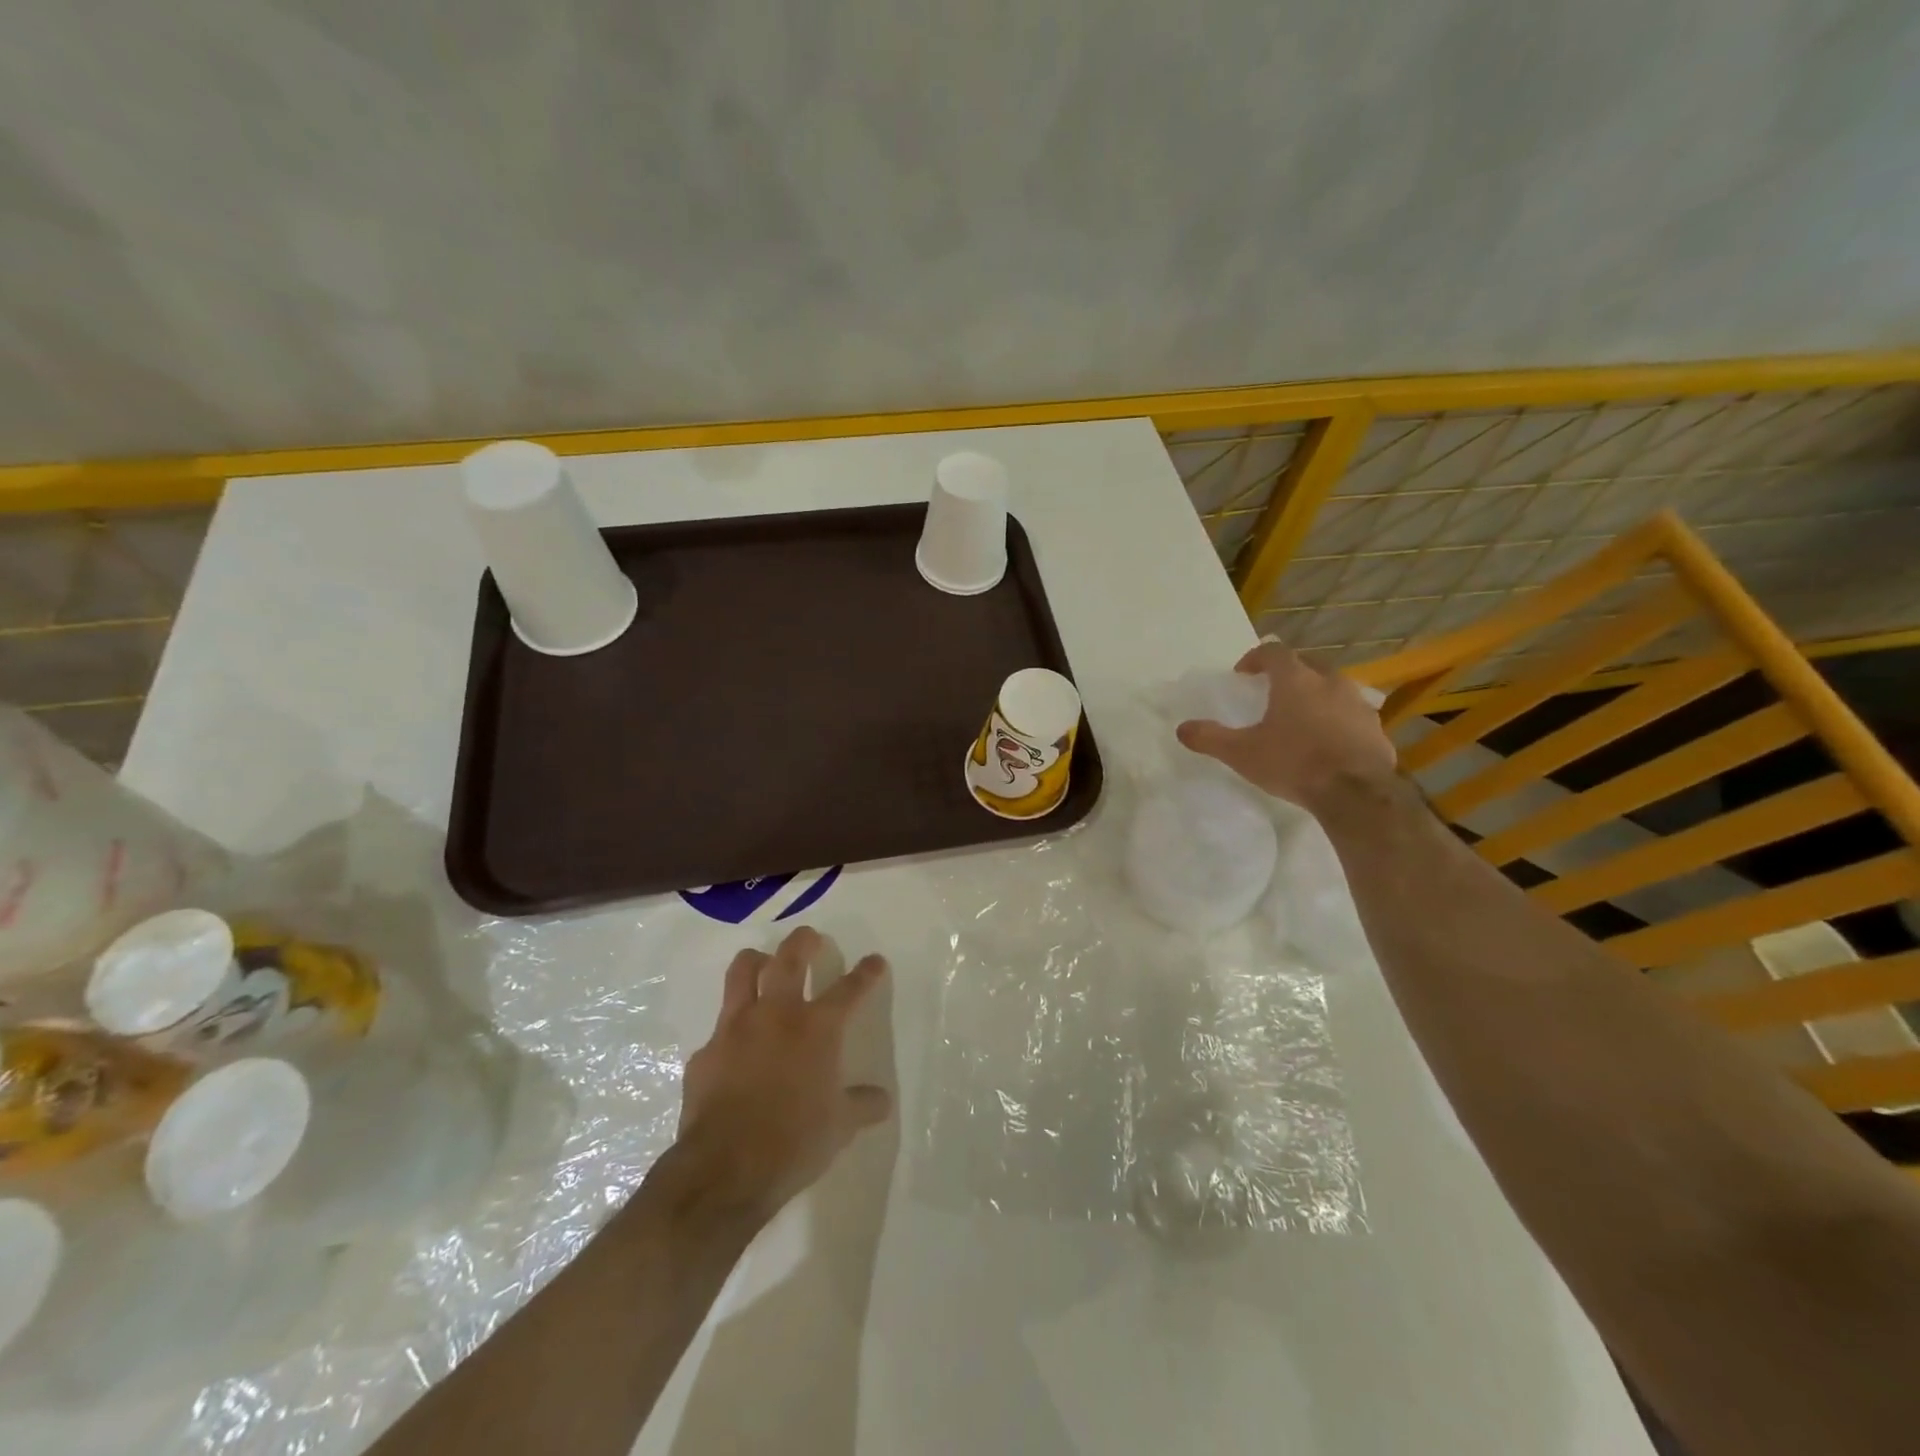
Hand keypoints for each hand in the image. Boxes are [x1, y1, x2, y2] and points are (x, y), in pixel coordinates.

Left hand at [673, 926, 891, 1225]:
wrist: (724, 1170)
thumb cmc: (794, 1142)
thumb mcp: (840, 1127)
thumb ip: (861, 1105)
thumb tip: (881, 1100)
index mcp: (817, 1028)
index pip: (849, 989)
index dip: (865, 972)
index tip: (874, 961)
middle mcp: (777, 1015)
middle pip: (790, 958)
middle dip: (804, 941)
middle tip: (810, 938)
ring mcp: (735, 1028)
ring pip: (743, 972)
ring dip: (757, 961)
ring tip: (764, 962)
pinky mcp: (705, 1052)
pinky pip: (719, 1028)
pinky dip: (731, 1028)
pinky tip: (735, 1046)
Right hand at [1176, 640, 1396, 813]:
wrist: (1356, 793)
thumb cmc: (1294, 763)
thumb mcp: (1241, 753)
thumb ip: (1210, 738)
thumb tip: (1181, 728)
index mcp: (1295, 680)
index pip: (1274, 652)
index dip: (1255, 658)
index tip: (1243, 674)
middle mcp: (1330, 682)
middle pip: (1308, 663)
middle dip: (1289, 672)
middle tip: (1273, 690)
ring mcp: (1358, 704)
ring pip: (1334, 687)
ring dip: (1317, 694)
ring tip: (1302, 716)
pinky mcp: (1376, 728)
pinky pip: (1352, 714)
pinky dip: (1337, 718)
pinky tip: (1328, 741)